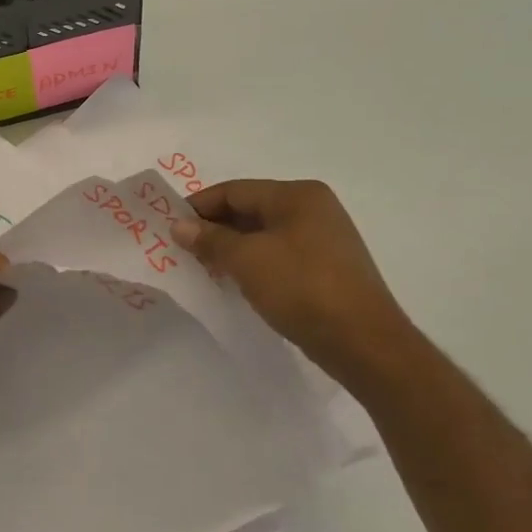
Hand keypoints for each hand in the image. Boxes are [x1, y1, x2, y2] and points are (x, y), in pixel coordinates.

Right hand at [171, 179, 416, 388]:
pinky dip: (253, 263)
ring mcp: (324, 239)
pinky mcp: (326, 268)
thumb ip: (210, 239)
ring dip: (232, 248)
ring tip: (203, 267)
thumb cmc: (301, 288)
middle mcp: (314, 209)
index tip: (169, 226)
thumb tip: (179, 225)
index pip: (235, 190)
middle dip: (214, 228)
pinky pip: (279, 255)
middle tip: (181, 250)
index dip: (199, 206)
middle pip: (250, 209)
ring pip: (264, 234)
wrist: (362, 341)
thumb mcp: (247, 260)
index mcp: (297, 195)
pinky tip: (236, 281)